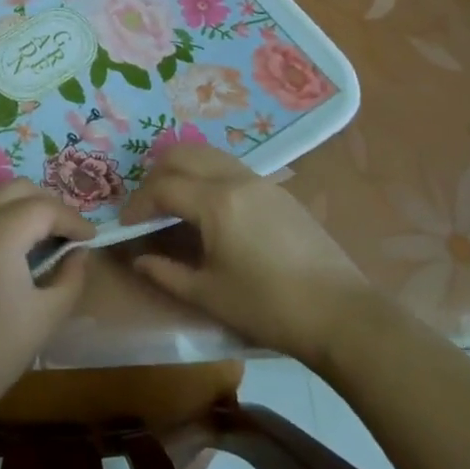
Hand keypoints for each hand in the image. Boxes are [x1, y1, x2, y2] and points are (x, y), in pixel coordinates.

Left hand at [0, 183, 95, 430]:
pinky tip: (15, 246)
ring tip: (45, 237)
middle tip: (69, 233)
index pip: (45, 208)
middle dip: (49, 204)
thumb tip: (78, 253)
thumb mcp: (46, 315)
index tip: (91, 238)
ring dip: (23, 206)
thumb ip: (70, 276)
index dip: (73, 219)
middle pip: (18, 189)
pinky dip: (1, 216)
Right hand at [122, 144, 368, 359]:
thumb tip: (138, 259)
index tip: (127, 226)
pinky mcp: (279, 192)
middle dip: (156, 175)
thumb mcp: (209, 295)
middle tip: (147, 207)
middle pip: (183, 154)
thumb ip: (166, 273)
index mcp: (216, 202)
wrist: (342, 314)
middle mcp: (236, 179)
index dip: (138, 204)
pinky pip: (231, 168)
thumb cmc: (269, 307)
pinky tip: (210, 210)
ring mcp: (261, 181)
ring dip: (183, 170)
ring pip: (209, 154)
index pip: (163, 186)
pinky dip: (208, 176)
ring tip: (174, 204)